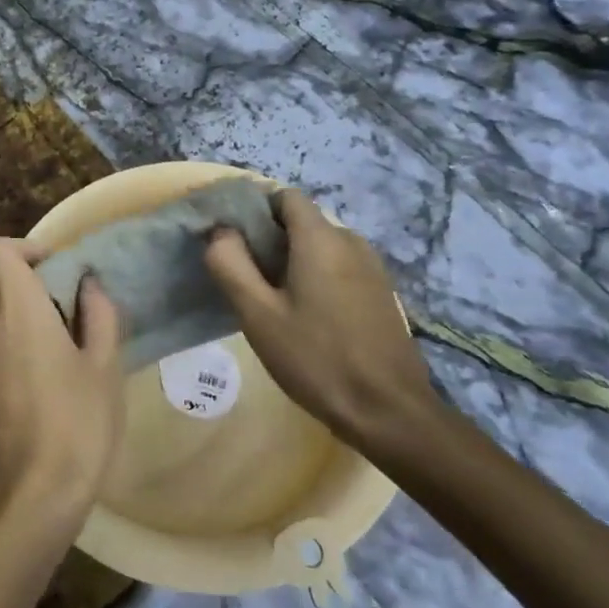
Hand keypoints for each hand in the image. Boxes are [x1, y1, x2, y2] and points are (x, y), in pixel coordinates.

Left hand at [0, 239, 125, 527]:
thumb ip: (98, 315)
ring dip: (23, 320)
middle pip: (0, 286)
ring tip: (64, 347)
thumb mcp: (105, 365)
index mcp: (18, 310)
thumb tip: (88, 285)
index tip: (59, 268)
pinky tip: (49, 379)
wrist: (36, 493)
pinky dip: (14, 346)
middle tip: (74, 313)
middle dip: (34, 289)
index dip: (26, 248)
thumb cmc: (79, 421)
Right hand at [204, 189, 447, 453]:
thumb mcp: (258, 314)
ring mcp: (372, 268)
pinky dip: (315, 277)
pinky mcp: (381, 293)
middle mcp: (351, 242)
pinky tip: (304, 317)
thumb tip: (219, 231)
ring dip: (291, 261)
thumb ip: (230, 264)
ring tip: (270, 301)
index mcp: (321, 239)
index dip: (254, 209)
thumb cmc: (316, 359)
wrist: (388, 411)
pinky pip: (339, 268)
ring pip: (320, 247)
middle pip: (301, 222)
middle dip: (269, 240)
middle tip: (244, 278)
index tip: (231, 239)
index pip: (285, 196)